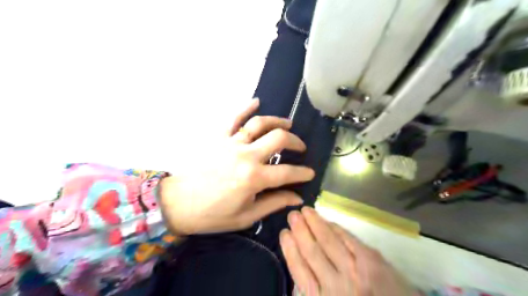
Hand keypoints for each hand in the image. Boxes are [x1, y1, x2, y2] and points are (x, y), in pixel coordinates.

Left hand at [158, 100, 314, 235]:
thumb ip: (274, 203)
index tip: (310, 173)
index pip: (288, 172)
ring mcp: (231, 143)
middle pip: (278, 139)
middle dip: (295, 142)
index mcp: (254, 178)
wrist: (178, 204)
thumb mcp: (247, 216)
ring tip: (288, 124)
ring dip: (277, 121)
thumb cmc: (213, 214)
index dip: (303, 173)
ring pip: (259, 124)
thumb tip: (297, 197)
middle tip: (300, 147)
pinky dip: (245, 107)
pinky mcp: (218, 138)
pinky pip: (233, 118)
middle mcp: (246, 156)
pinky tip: (256, 101)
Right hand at [280, 209, 416, 295]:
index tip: (284, 233)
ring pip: (328, 241)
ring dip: (315, 224)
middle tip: (292, 214)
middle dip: (300, 230)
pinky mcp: (371, 260)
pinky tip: (327, 221)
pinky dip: (335, 228)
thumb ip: (312, 291)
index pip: (299, 270)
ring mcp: (355, 270)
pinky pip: (347, 238)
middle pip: (312, 251)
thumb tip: (300, 264)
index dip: (290, 249)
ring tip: (305, 211)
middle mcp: (335, 284)